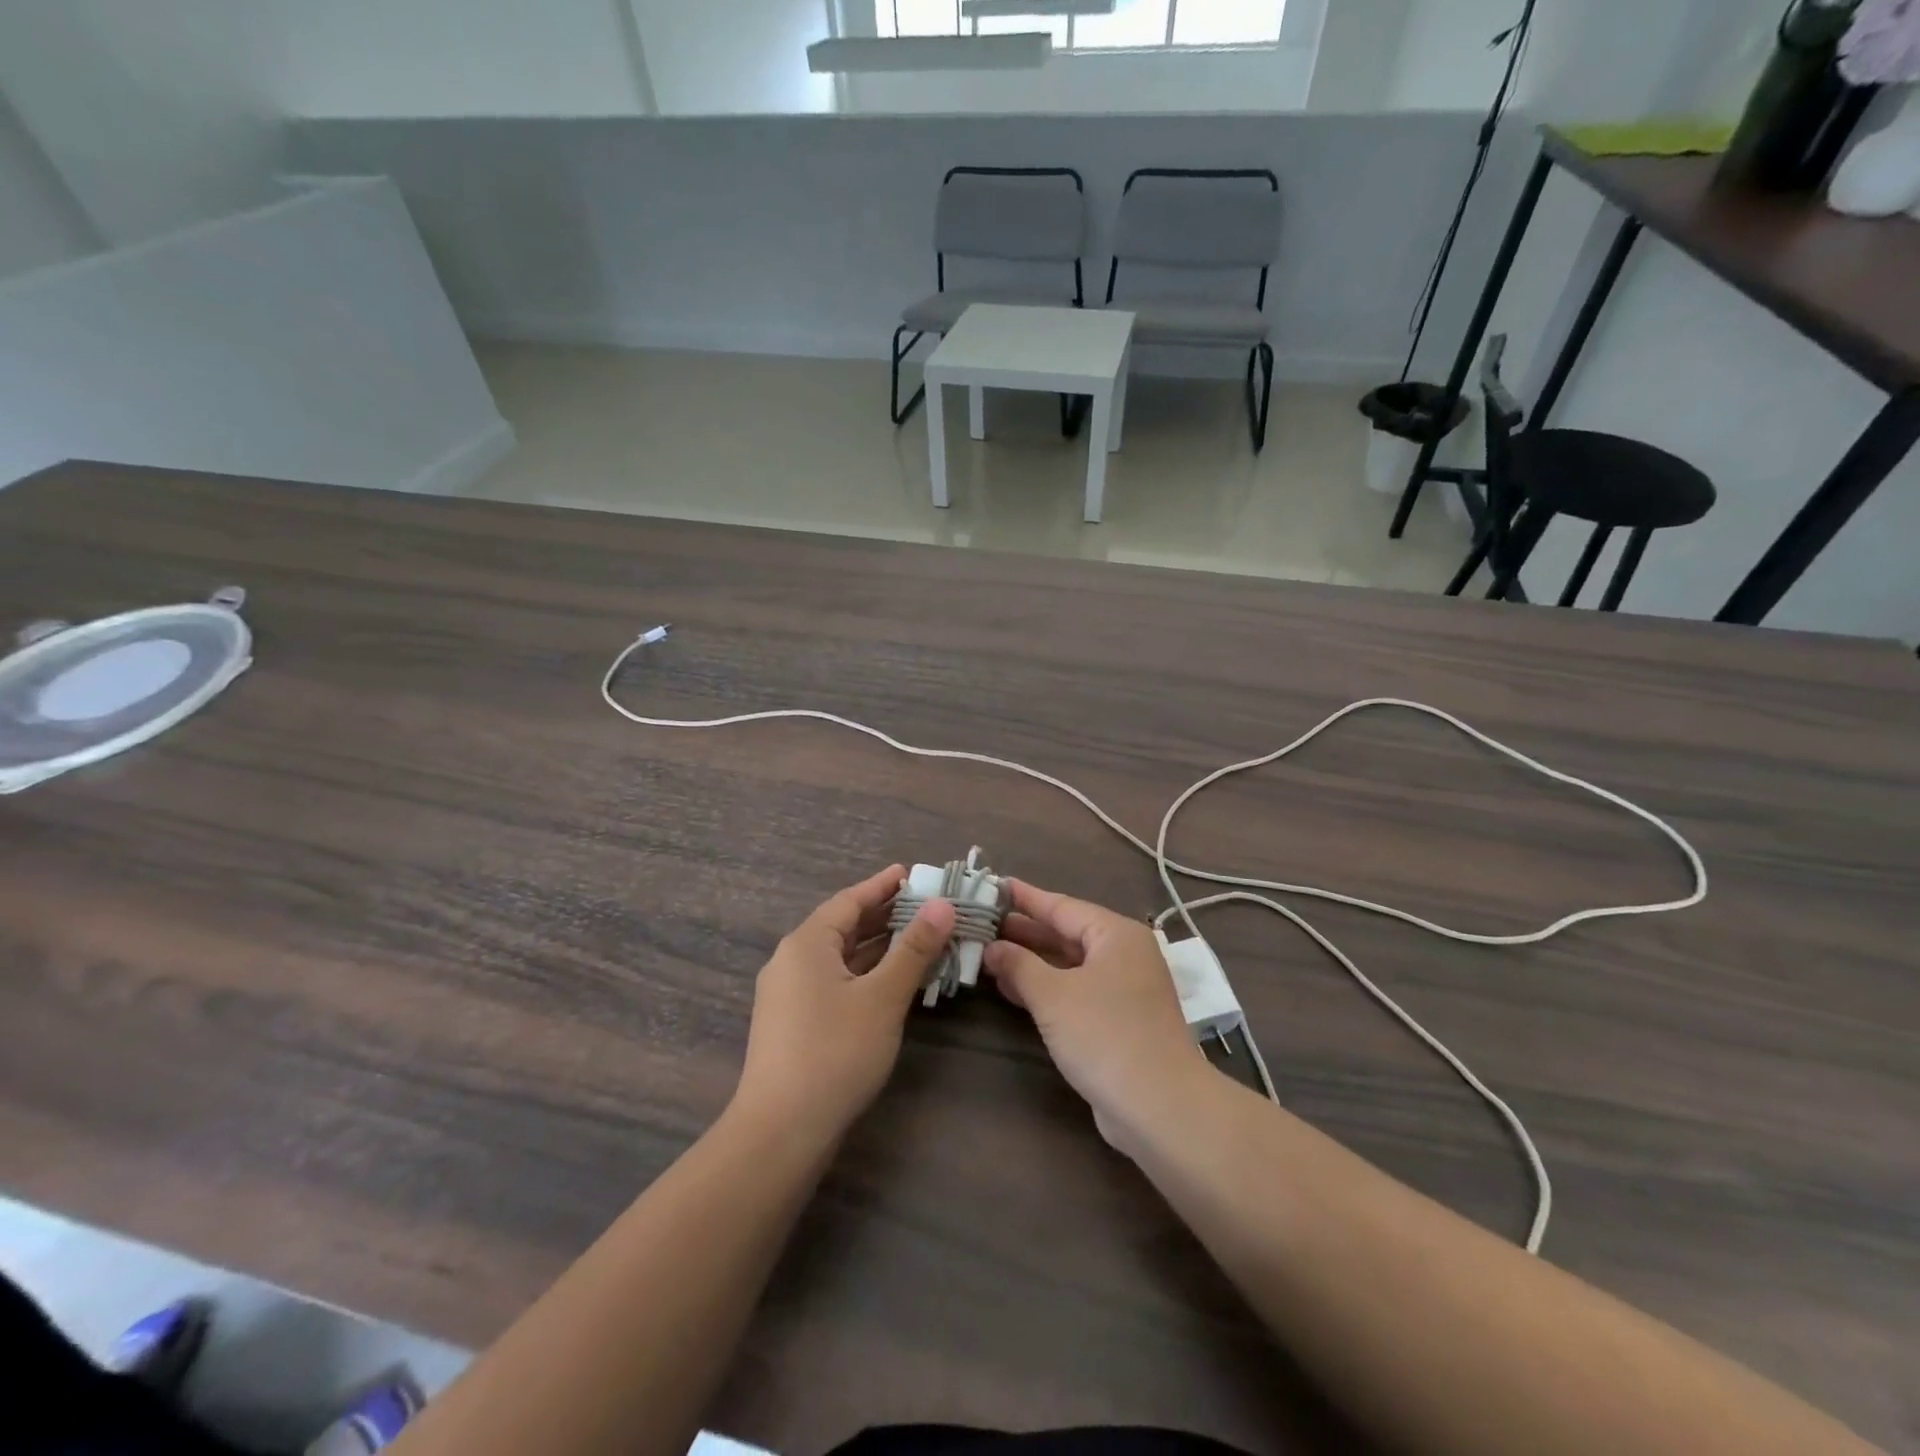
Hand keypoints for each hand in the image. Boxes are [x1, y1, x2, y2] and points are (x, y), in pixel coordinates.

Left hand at [734, 865, 955, 1146]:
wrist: (781, 1131)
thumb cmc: (835, 1052)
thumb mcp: (883, 996)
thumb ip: (914, 949)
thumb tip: (942, 905)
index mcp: (807, 943)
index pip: (849, 900)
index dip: (882, 885)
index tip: (912, 873)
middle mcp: (791, 961)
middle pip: (843, 927)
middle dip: (884, 916)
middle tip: (925, 906)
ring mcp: (789, 995)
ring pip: (840, 957)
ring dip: (877, 948)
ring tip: (918, 939)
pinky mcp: (793, 1024)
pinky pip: (834, 982)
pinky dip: (864, 974)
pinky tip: (891, 983)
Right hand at [983, 879, 1209, 1148]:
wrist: (1161, 1107)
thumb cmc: (1106, 1036)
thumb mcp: (1053, 996)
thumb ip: (1019, 966)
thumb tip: (992, 947)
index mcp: (1115, 935)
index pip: (1061, 906)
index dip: (1025, 897)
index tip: (994, 885)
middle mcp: (1123, 954)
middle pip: (1066, 933)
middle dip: (1024, 931)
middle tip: (982, 921)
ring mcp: (1124, 989)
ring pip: (1069, 964)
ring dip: (1031, 961)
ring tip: (988, 952)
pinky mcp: (1119, 1020)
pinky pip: (1075, 990)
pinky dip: (1046, 987)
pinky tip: (1013, 990)